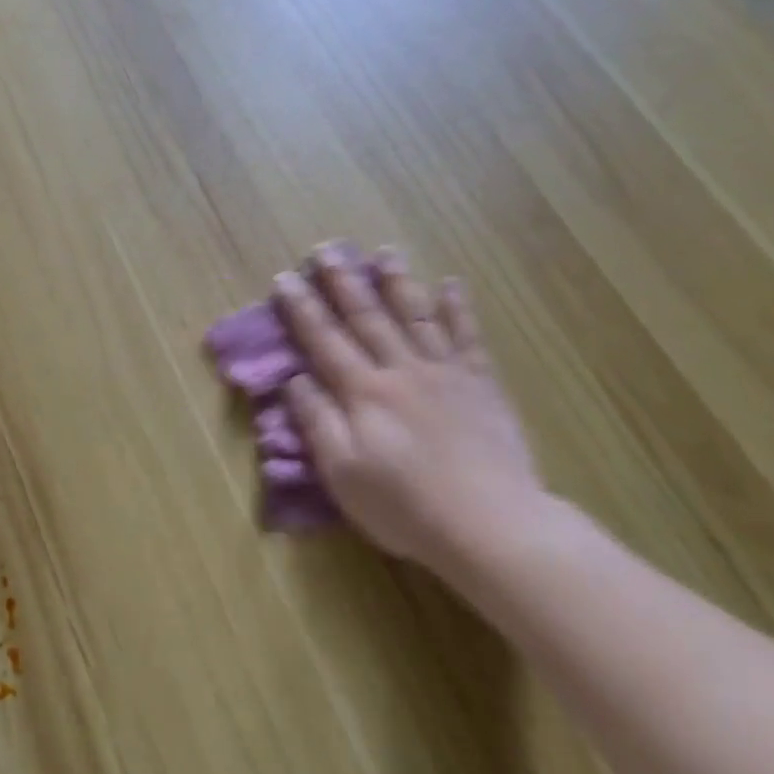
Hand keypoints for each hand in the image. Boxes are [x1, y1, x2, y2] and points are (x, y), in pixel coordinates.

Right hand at [273, 247, 543, 574]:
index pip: (324, 340)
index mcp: (363, 392)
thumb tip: (294, 379)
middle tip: (328, 249)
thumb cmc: (404, 505)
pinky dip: (458, 309)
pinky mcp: (482, 386)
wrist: (490, 524)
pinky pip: (468, 338)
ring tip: (384, 252)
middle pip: (367, 317)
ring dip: (397, 282)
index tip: (284, 278)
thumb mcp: (342, 473)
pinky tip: (450, 285)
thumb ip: (317, 421)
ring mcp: (445, 374)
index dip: (301, 308)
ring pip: (416, 317)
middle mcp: (401, 370)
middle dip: (343, 282)